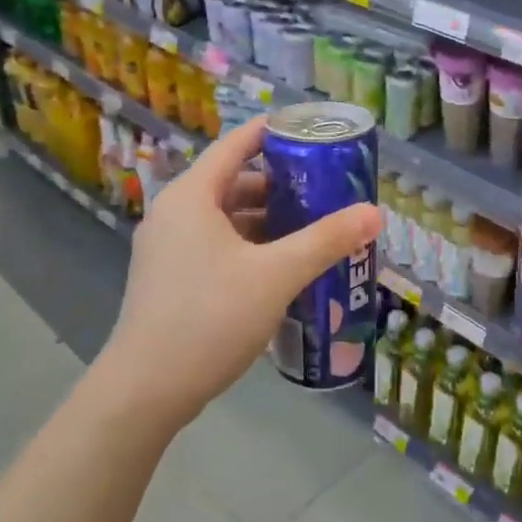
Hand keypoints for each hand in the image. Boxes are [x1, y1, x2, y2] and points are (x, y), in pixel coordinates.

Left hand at [97, 117, 381, 432]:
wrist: (147, 389)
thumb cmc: (210, 317)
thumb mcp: (277, 275)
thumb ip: (326, 241)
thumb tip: (374, 213)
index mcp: (192, 196)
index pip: (236, 145)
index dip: (274, 134)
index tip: (313, 132)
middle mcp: (174, 213)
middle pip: (233, 182)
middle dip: (280, 184)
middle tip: (325, 188)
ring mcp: (168, 248)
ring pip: (225, 219)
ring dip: (266, 220)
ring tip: (312, 227)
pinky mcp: (170, 279)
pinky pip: (216, 246)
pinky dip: (249, 246)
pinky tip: (281, 266)